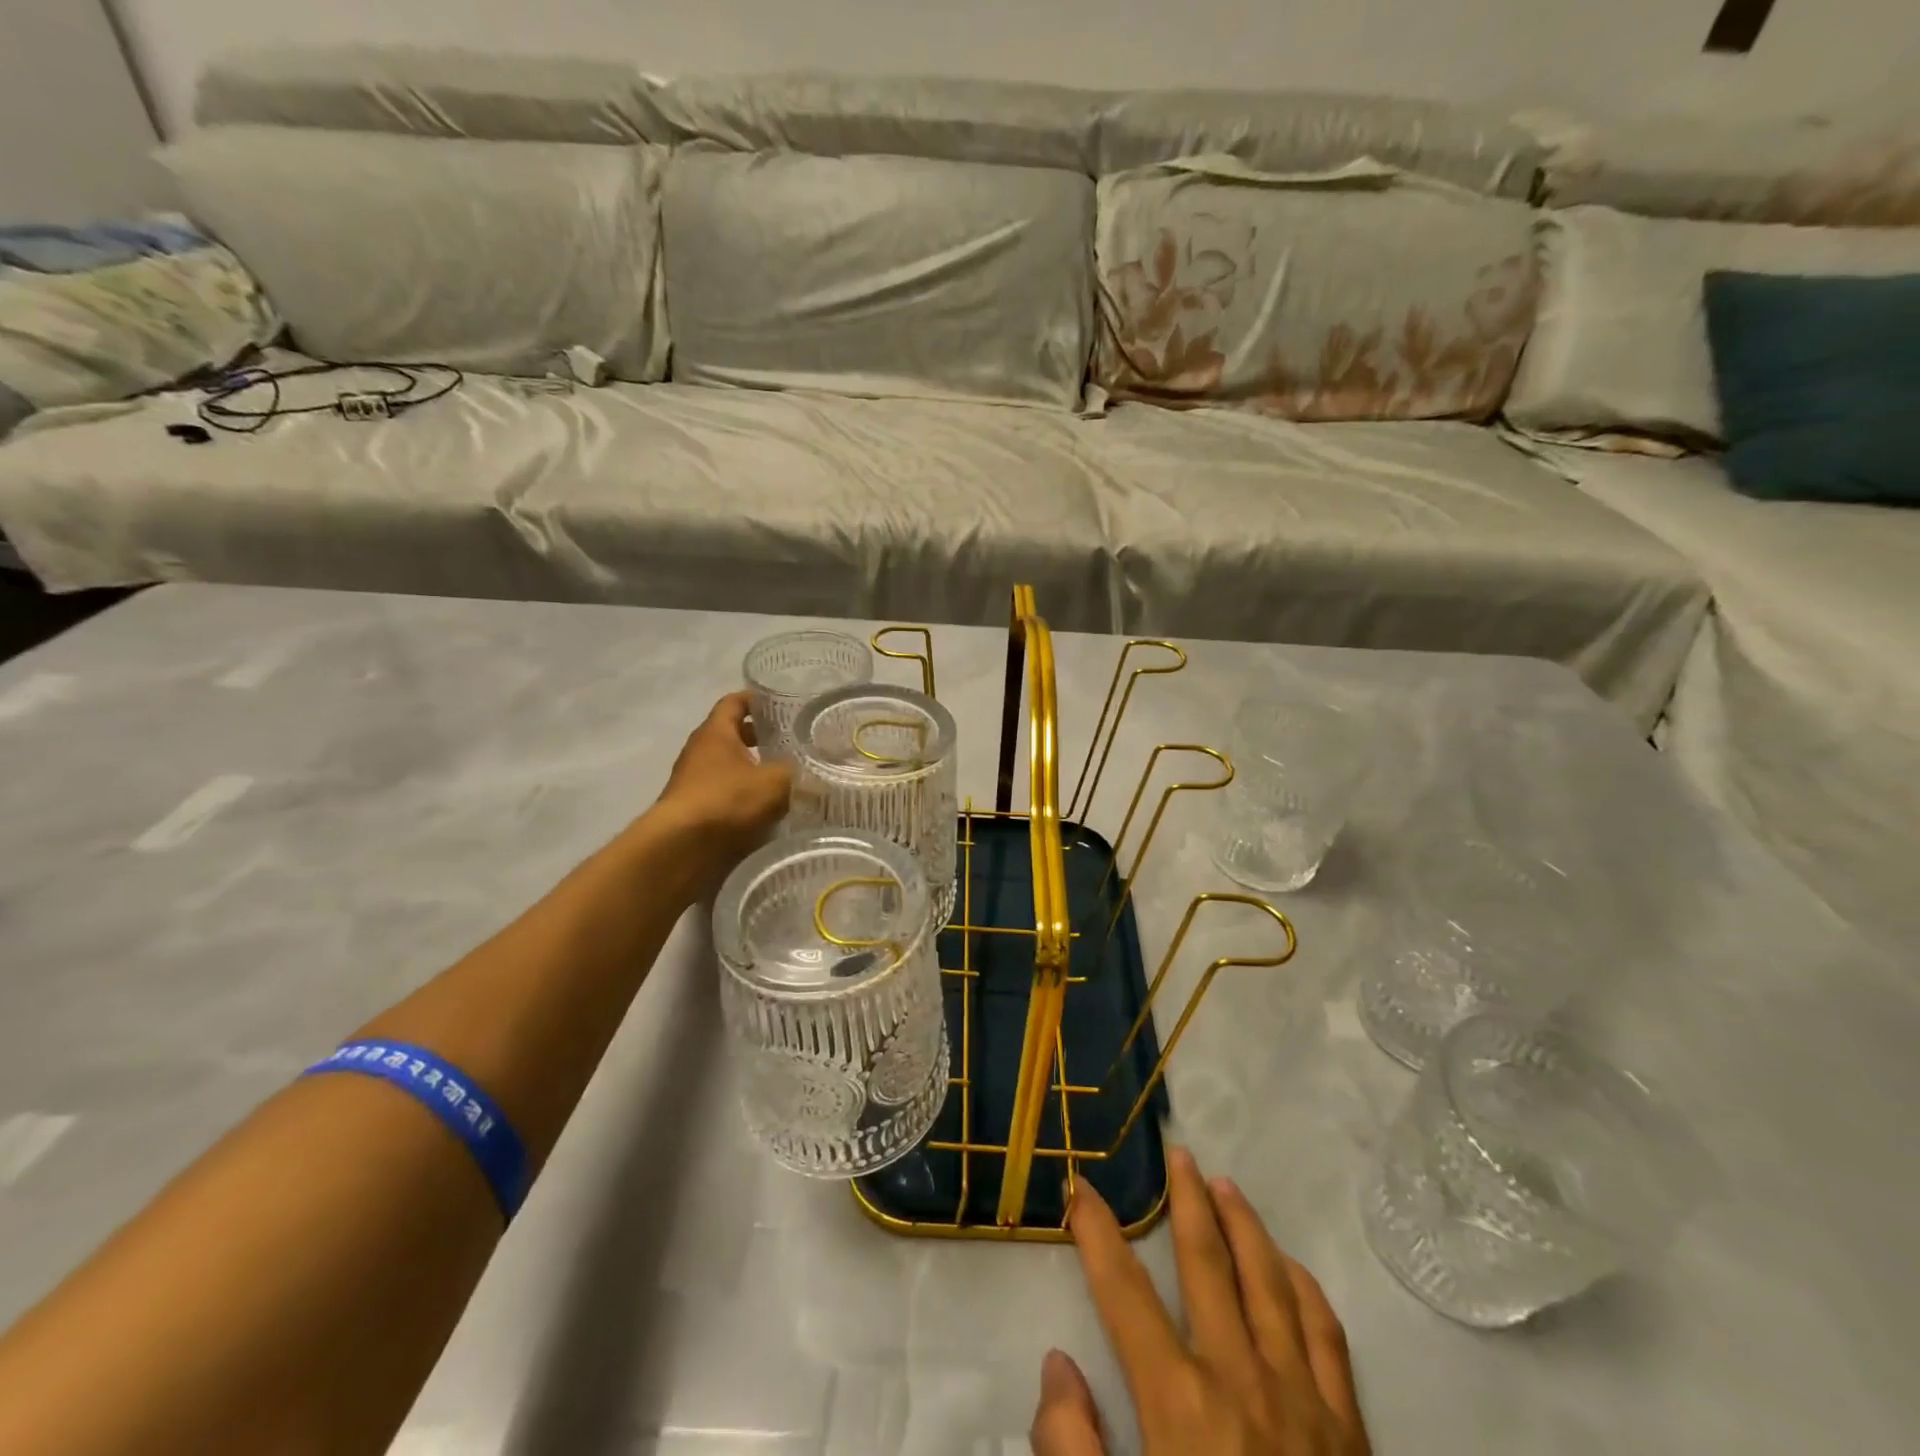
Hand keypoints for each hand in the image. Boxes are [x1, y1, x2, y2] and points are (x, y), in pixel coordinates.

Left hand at [652, 692, 790, 884]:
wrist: (681, 847)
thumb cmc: (727, 801)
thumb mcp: (774, 782)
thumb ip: (795, 772)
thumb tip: (812, 772)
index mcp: (716, 732)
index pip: (734, 702)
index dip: (756, 700)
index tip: (779, 703)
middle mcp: (700, 751)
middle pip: (731, 735)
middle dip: (759, 737)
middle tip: (789, 742)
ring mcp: (694, 781)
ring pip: (729, 766)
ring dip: (753, 769)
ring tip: (784, 778)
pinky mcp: (695, 810)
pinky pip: (725, 793)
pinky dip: (744, 796)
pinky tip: (766, 808)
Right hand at [1032, 1148, 1368, 1455]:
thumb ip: (1074, 1453)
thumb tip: (1057, 1365)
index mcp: (1181, 1406)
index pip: (1125, 1292)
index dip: (1098, 1233)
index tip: (1080, 1188)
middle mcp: (1242, 1381)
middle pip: (1207, 1264)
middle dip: (1186, 1201)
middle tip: (1177, 1152)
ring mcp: (1304, 1402)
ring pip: (1270, 1282)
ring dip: (1245, 1226)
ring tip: (1226, 1185)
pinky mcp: (1351, 1434)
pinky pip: (1328, 1338)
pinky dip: (1306, 1290)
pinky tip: (1292, 1268)